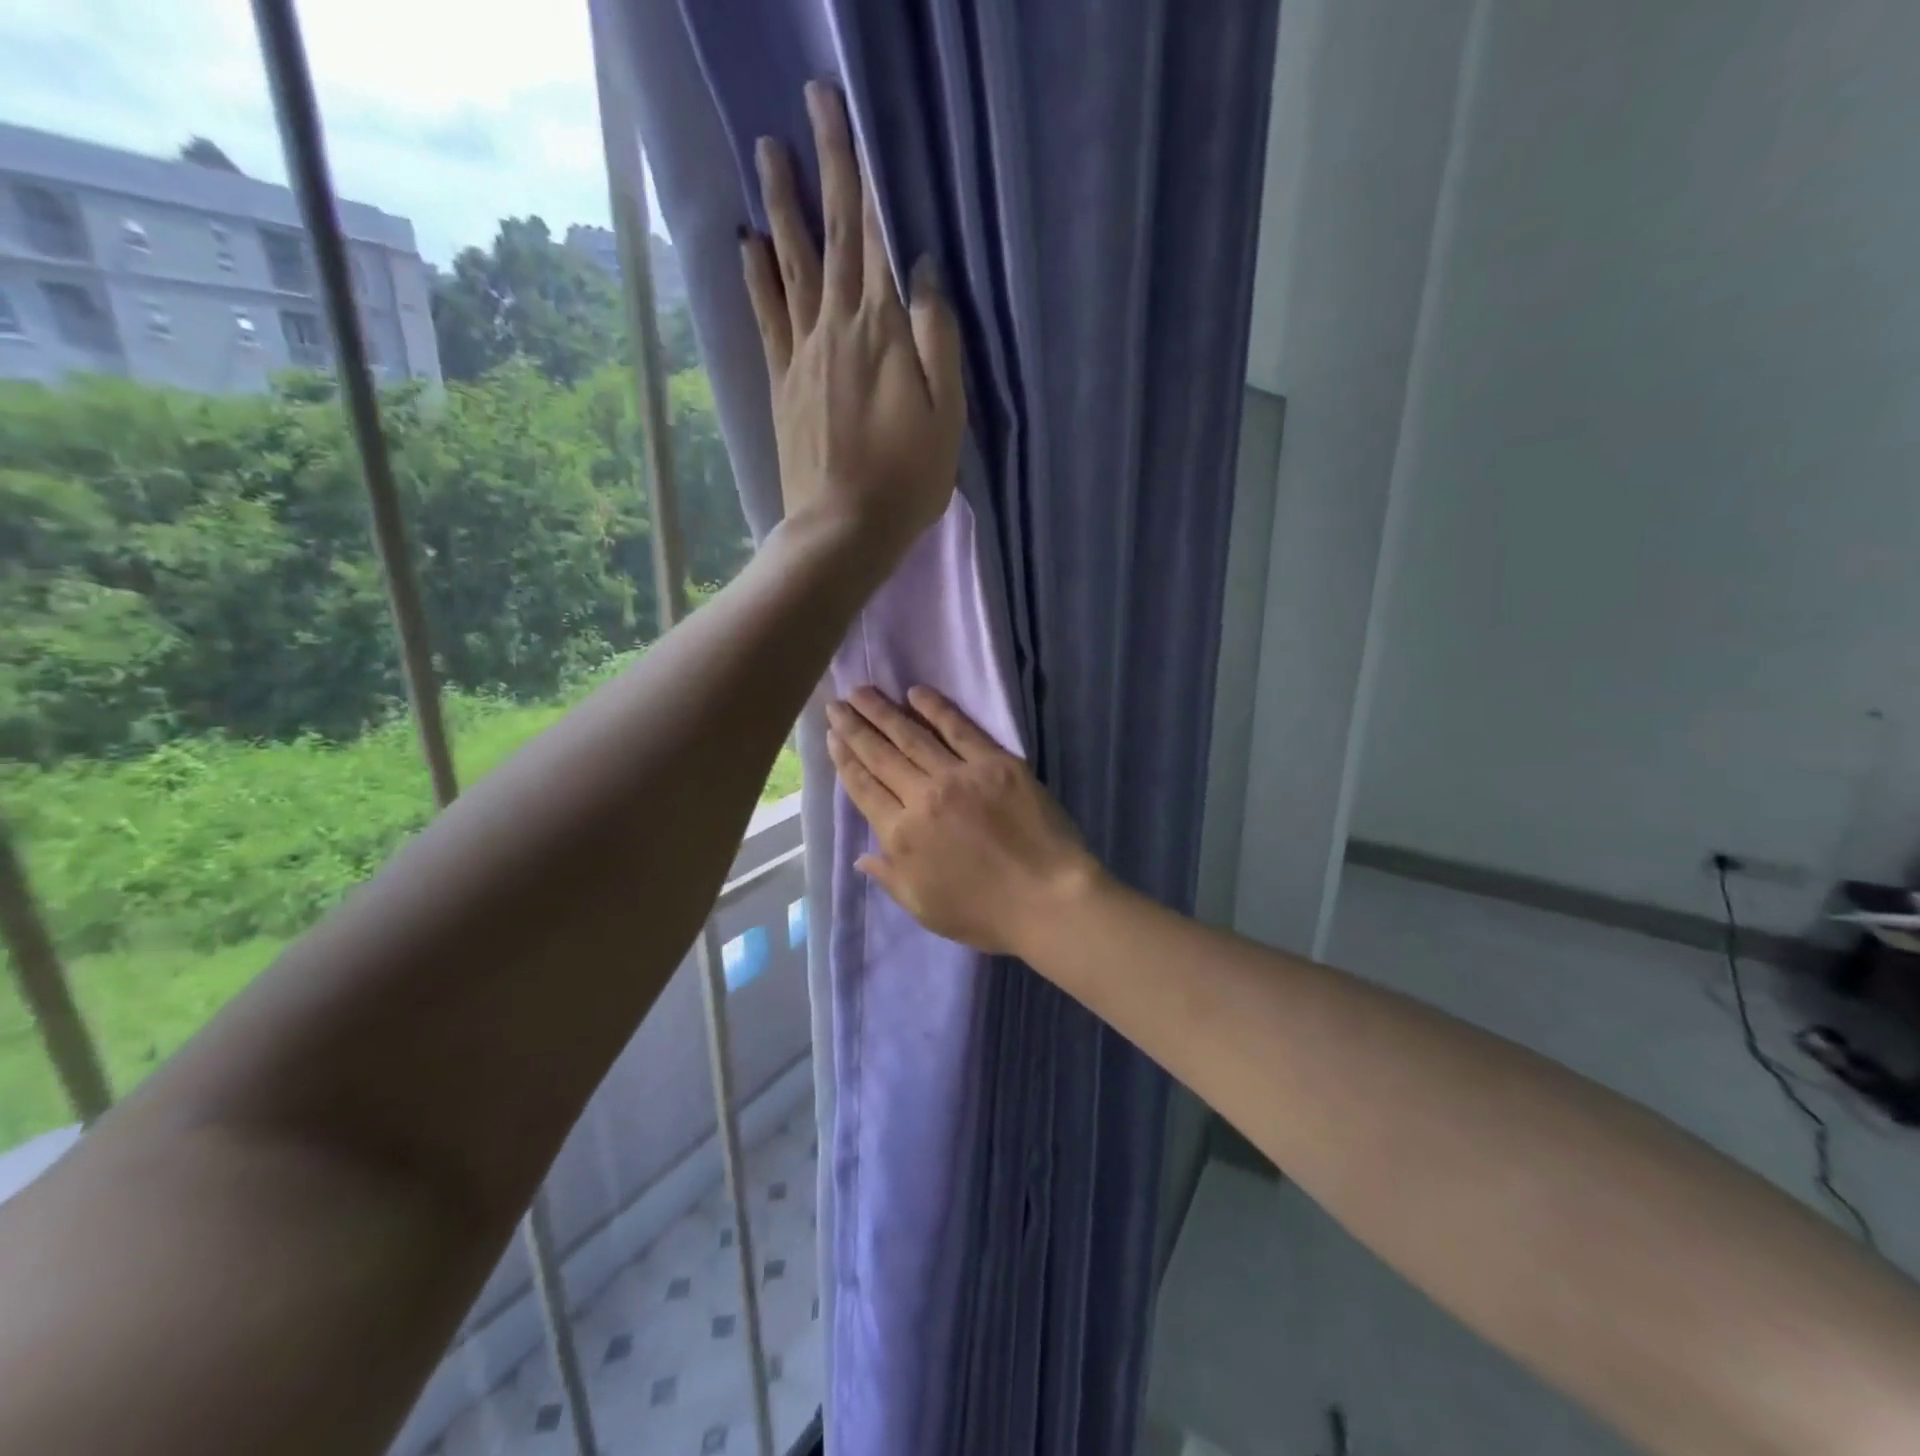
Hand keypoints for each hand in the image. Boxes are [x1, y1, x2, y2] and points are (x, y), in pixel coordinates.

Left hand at [741, 82, 965, 566]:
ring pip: (791, 264)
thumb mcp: (947, 415)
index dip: (865, 175)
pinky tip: (748, 243)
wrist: (843, 529)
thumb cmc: (908, 479)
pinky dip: (756, 276)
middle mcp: (837, 327)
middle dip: (824, 166)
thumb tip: (925, 268)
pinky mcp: (783, 384)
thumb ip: (938, 339)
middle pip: (831, 236)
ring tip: (767, 152)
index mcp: (883, 331)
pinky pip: (767, 317)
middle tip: (810, 104)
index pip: (874, 237)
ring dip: (781, 205)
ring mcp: (803, 354)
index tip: (850, 117)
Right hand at [825, 686, 1101, 956]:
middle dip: (855, 727)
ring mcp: (959, 775)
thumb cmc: (985, 914)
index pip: (864, 788)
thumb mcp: (924, 908)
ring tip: (862, 691)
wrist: (1048, 900)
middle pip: (880, 755)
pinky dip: (936, 708)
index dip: (845, 760)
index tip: (833, 736)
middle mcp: (922, 798)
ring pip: (912, 736)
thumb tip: (861, 855)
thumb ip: (890, 877)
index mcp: (901, 836)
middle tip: (837, 703)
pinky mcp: (995, 762)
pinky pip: (960, 728)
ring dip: (883, 711)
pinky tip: (917, 693)